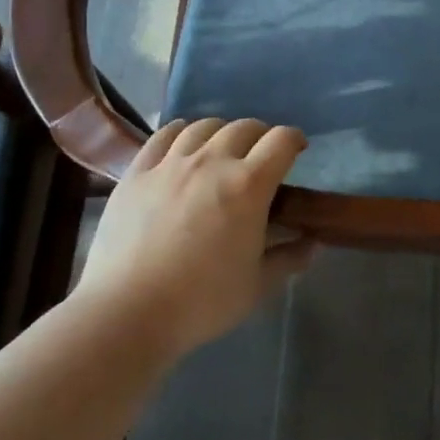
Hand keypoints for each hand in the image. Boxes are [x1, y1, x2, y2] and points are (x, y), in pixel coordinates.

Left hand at [77, 118, 314, 355]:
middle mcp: (213, 161)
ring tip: (221, 148)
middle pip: (244, 127)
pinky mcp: (137, 172)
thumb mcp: (256, 285)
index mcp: (249, 185)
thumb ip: (288, 258)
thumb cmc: (202, 302)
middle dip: (260, 135)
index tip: (297, 150)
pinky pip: (162, 136)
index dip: (294, 140)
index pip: (281, 141)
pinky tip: (182, 143)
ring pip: (203, 126)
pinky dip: (180, 132)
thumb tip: (312, 244)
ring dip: (221, 131)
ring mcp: (171, 163)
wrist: (127, 312)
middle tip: (261, 155)